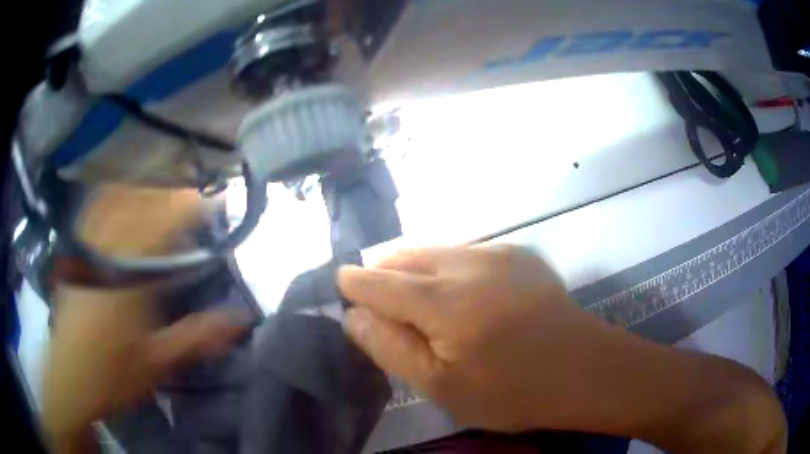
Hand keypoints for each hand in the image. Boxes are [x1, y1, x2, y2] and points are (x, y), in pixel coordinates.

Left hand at [43, 185, 245, 450]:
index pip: (165, 220)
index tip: (217, 207)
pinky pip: (97, 206)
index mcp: (129, 274)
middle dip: (174, 196)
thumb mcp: (159, 362)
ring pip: (120, 197)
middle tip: (197, 209)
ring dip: (147, 192)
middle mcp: (106, 248)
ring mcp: (88, 245)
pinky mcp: (76, 250)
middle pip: (144, 200)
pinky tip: (127, 202)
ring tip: (166, 202)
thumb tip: (241, 319)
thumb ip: (198, 337)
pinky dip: (117, 196)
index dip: (194, 205)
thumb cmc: (113, 376)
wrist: (70, 381)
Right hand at [338, 245, 785, 452]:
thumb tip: (354, 314)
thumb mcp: (442, 386)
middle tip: (372, 292)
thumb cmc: (513, 391)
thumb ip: (390, 347)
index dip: (354, 282)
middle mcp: (467, 263)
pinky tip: (456, 290)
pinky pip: (466, 251)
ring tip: (407, 288)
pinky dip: (446, 265)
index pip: (379, 281)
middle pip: (406, 255)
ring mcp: (498, 253)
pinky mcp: (520, 254)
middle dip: (382, 271)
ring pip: (436, 249)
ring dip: (414, 265)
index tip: (340, 283)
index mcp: (443, 301)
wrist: (586, 370)